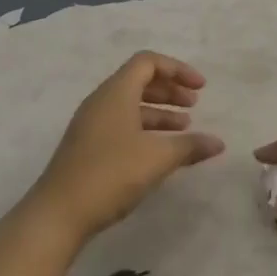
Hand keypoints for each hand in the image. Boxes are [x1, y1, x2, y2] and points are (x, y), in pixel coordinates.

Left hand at [24, 52, 225, 244]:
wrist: (58, 213)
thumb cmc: (110, 174)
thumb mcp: (156, 158)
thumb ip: (189, 146)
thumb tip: (218, 142)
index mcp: (116, 91)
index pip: (148, 62)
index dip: (177, 69)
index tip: (201, 87)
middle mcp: (102, 100)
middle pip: (139, 80)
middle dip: (170, 90)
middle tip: (195, 105)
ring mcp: (92, 124)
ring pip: (131, 104)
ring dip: (159, 112)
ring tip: (184, 129)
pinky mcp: (88, 146)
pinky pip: (122, 123)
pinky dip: (145, 128)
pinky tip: (159, 151)